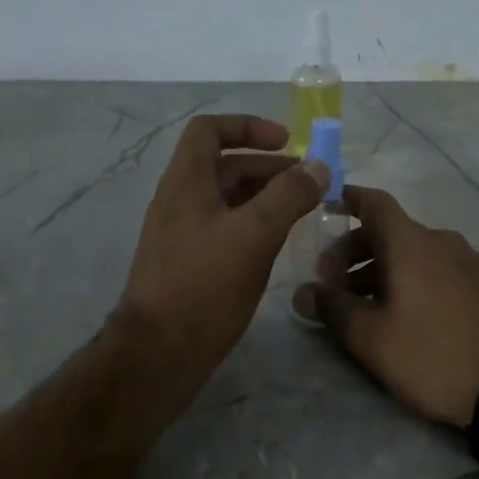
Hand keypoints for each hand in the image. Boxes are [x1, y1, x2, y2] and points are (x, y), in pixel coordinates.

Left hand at [116, 114, 327, 404]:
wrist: (159, 351)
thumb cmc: (205, 285)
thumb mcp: (254, 235)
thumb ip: (288, 196)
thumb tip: (318, 167)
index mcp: (186, 182)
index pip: (209, 130)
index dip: (248, 126)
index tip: (287, 142)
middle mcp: (179, 200)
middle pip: (223, 165)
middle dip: (267, 166)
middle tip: (308, 182)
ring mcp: (181, 234)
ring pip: (225, 200)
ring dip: (263, 196)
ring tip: (301, 211)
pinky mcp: (187, 264)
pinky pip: (222, 228)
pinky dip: (251, 224)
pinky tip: (275, 244)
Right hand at [294, 186, 478, 427]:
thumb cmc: (430, 356)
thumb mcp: (370, 338)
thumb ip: (332, 308)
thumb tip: (303, 292)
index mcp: (411, 243)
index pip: (374, 203)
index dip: (347, 200)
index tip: (325, 208)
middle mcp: (441, 241)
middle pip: (390, 231)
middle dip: (354, 250)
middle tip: (331, 282)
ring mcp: (468, 262)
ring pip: (413, 252)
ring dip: (380, 269)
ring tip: (360, 304)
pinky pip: (436, 268)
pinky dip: (410, 278)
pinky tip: (400, 312)